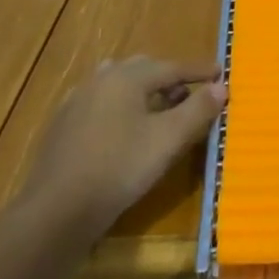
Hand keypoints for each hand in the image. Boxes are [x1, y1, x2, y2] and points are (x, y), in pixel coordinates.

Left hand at [16, 57, 225, 239]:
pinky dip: (121, 108)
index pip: (172, 67)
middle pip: (143, 70)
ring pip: (118, 85)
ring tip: (159, 111)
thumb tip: (221, 87)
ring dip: (143, 92)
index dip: (198, 71)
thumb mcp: (168, 139)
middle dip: (169, 79)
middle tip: (190, 95)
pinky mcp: (63, 126)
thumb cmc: (120, 168)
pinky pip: (101, 104)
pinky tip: (124, 131)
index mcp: (126, 77)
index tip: (220, 73)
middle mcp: (100, 80)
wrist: (57, 211)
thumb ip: (198, 110)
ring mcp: (77, 102)